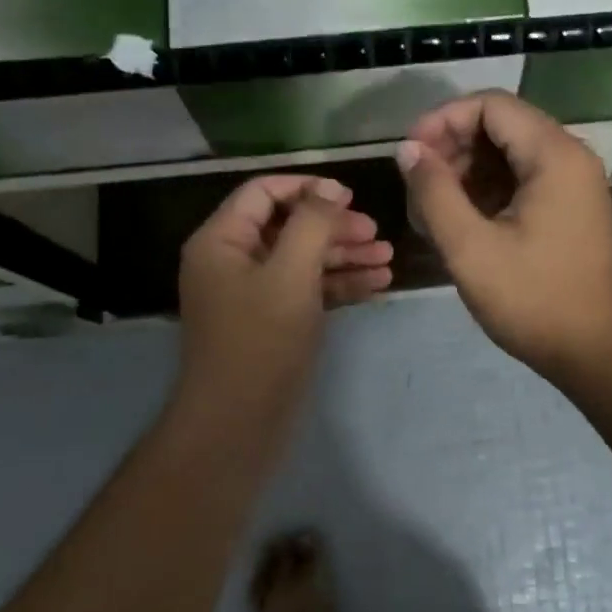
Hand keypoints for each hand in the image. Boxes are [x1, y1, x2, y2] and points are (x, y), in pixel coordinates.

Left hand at [176, 175, 392, 419]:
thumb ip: (312, 223)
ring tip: (389, 258)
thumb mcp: (291, 273)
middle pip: (289, 225)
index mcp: (222, 240)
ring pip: (303, 259)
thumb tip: (331, 188)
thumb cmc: (260, 341)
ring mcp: (254, 293)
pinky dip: (340, 284)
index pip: (263, 192)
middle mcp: (234, 260)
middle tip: (377, 233)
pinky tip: (377, 283)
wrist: (238, 425)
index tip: (351, 196)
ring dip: (345, 255)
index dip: (307, 187)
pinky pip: (308, 289)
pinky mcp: (274, 321)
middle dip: (335, 226)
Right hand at [398, 92, 611, 376]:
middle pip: (500, 126)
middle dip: (451, 148)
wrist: (600, 352)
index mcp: (553, 155)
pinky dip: (487, 192)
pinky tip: (458, 224)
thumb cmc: (535, 300)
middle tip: (417, 188)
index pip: (490, 105)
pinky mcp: (569, 208)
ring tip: (430, 211)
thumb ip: (434, 192)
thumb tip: (408, 150)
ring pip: (508, 154)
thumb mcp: (471, 248)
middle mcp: (569, 157)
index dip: (443, 120)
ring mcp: (572, 183)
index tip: (410, 155)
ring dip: (465, 173)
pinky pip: (521, 180)